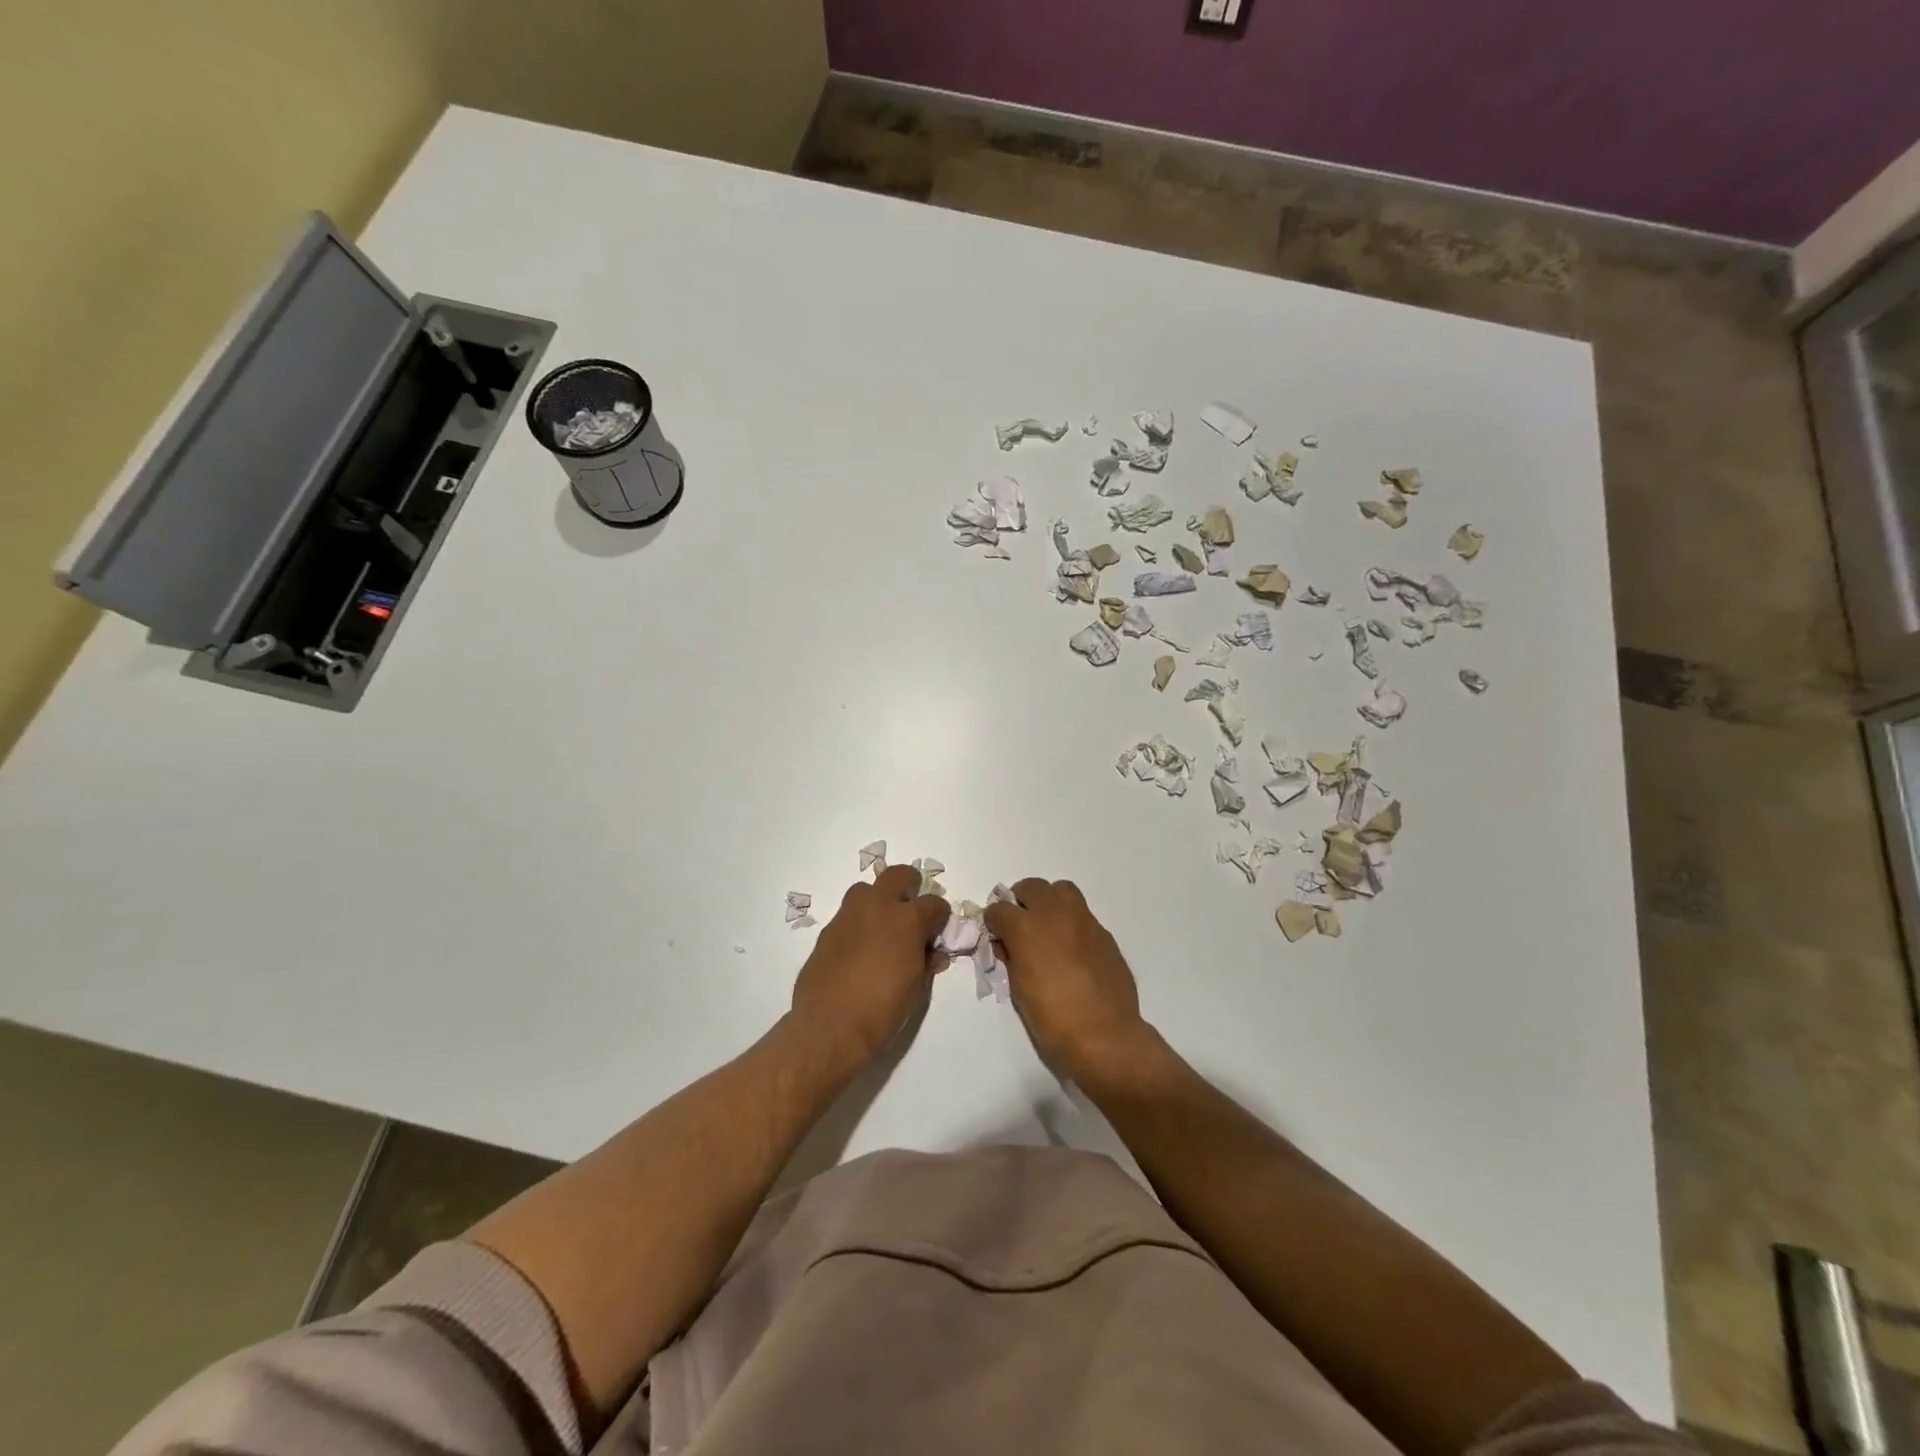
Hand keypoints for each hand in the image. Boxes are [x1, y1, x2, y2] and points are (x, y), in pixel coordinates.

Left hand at [791, 864, 949, 1065]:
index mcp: (907, 919)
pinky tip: (859, 951)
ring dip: (878, 901)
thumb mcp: (917, 988)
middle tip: (912, 909)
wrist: (830, 1027)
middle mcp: (877, 907)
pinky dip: (858, 925)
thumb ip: (926, 962)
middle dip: (909, 886)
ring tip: (882, 929)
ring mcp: (848, 916)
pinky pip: (848, 916)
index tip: (938, 930)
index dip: (940, 916)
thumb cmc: (883, 1010)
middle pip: (898, 875)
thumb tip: (933, 953)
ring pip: (866, 890)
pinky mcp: (827, 931)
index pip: (934, 903)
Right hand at [984, 878, 1150, 1079]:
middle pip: (1031, 887)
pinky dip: (1072, 923)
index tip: (995, 934)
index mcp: (1026, 929)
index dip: (993, 921)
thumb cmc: (1052, 1020)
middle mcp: (1055, 915)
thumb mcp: (1018, 990)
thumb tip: (1006, 944)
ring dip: (1050, 902)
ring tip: (1048, 927)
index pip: (999, 909)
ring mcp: (1084, 921)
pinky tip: (1073, 950)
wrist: (1105, 1036)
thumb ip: (1011, 958)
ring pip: (1062, 890)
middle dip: (1020, 901)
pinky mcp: (1105, 934)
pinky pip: (1083, 915)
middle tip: (1020, 923)